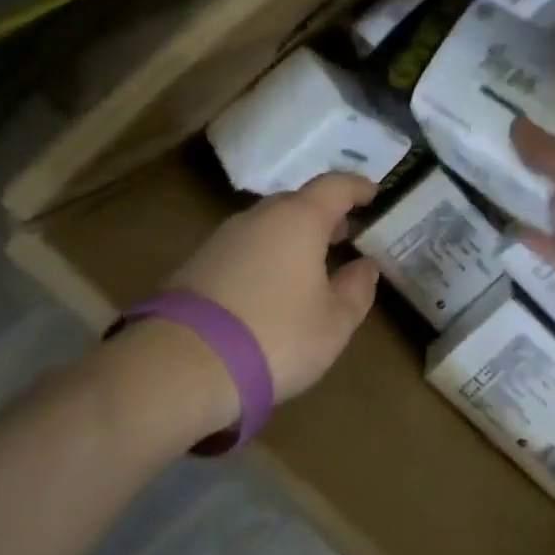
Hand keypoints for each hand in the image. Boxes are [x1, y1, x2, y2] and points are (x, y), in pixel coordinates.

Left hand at [167, 174, 381, 403]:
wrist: (180, 367)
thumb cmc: (275, 337)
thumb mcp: (334, 323)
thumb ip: (357, 290)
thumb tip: (365, 266)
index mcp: (299, 219)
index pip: (335, 186)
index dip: (357, 187)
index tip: (374, 194)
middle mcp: (258, 217)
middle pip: (298, 202)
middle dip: (324, 215)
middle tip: (345, 234)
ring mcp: (222, 238)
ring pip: (268, 225)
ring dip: (293, 236)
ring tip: (310, 263)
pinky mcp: (196, 263)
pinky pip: (244, 247)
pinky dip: (266, 255)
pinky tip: (271, 286)